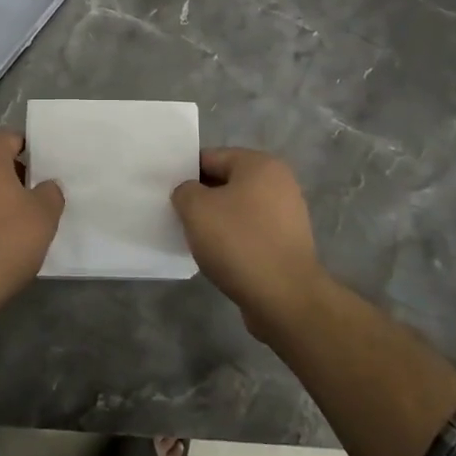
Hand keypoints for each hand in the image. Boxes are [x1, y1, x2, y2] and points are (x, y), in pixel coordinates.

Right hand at [172, 148, 327, 335]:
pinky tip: (217, 257)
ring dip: (217, 222)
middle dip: (201, 198)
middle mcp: (279, 183)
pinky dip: (233, 241)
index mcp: (260, 165)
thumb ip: (184, 191)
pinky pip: (250, 233)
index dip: (185, 173)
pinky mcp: (287, 244)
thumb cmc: (239, 243)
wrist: (285, 298)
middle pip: (226, 183)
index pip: (211, 157)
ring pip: (238, 210)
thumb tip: (190, 194)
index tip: (167, 193)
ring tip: (195, 239)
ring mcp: (287, 215)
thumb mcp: (196, 208)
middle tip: (177, 216)